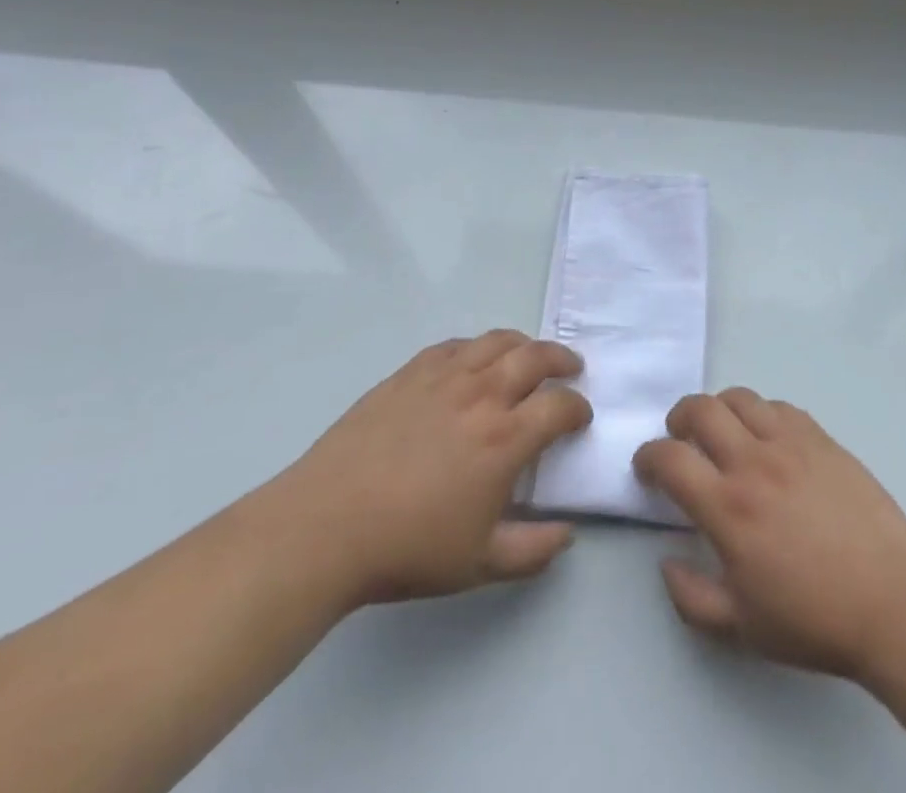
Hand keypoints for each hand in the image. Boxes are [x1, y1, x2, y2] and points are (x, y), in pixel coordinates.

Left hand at [273, 331, 591, 607]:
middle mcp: (482, 395)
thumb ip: (533, 550)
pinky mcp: (409, 373)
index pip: (560, 406)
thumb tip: (568, 534)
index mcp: (505, 438)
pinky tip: (473, 361)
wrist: (325, 527)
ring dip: (524, 344)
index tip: (579, 418)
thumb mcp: (479, 564)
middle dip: (562, 360)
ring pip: (497, 341)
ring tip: (529, 355)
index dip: (577, 409)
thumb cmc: (408, 548)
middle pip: (536, 357)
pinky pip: (454, 346)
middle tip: (570, 369)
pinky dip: (476, 347)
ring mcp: (444, 378)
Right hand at [633, 390, 905, 680]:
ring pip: (740, 397)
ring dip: (718, 408)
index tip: (646, 468)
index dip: (647, 457)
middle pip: (701, 409)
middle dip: (678, 417)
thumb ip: (691, 597)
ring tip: (721, 432)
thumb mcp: (741, 628)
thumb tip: (666, 560)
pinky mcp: (822, 438)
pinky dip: (760, 414)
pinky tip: (766, 439)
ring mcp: (791, 443)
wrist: (894, 601)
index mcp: (729, 508)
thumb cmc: (815, 620)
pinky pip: (779, 407)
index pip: (670, 458)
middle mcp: (754, 462)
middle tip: (679, 439)